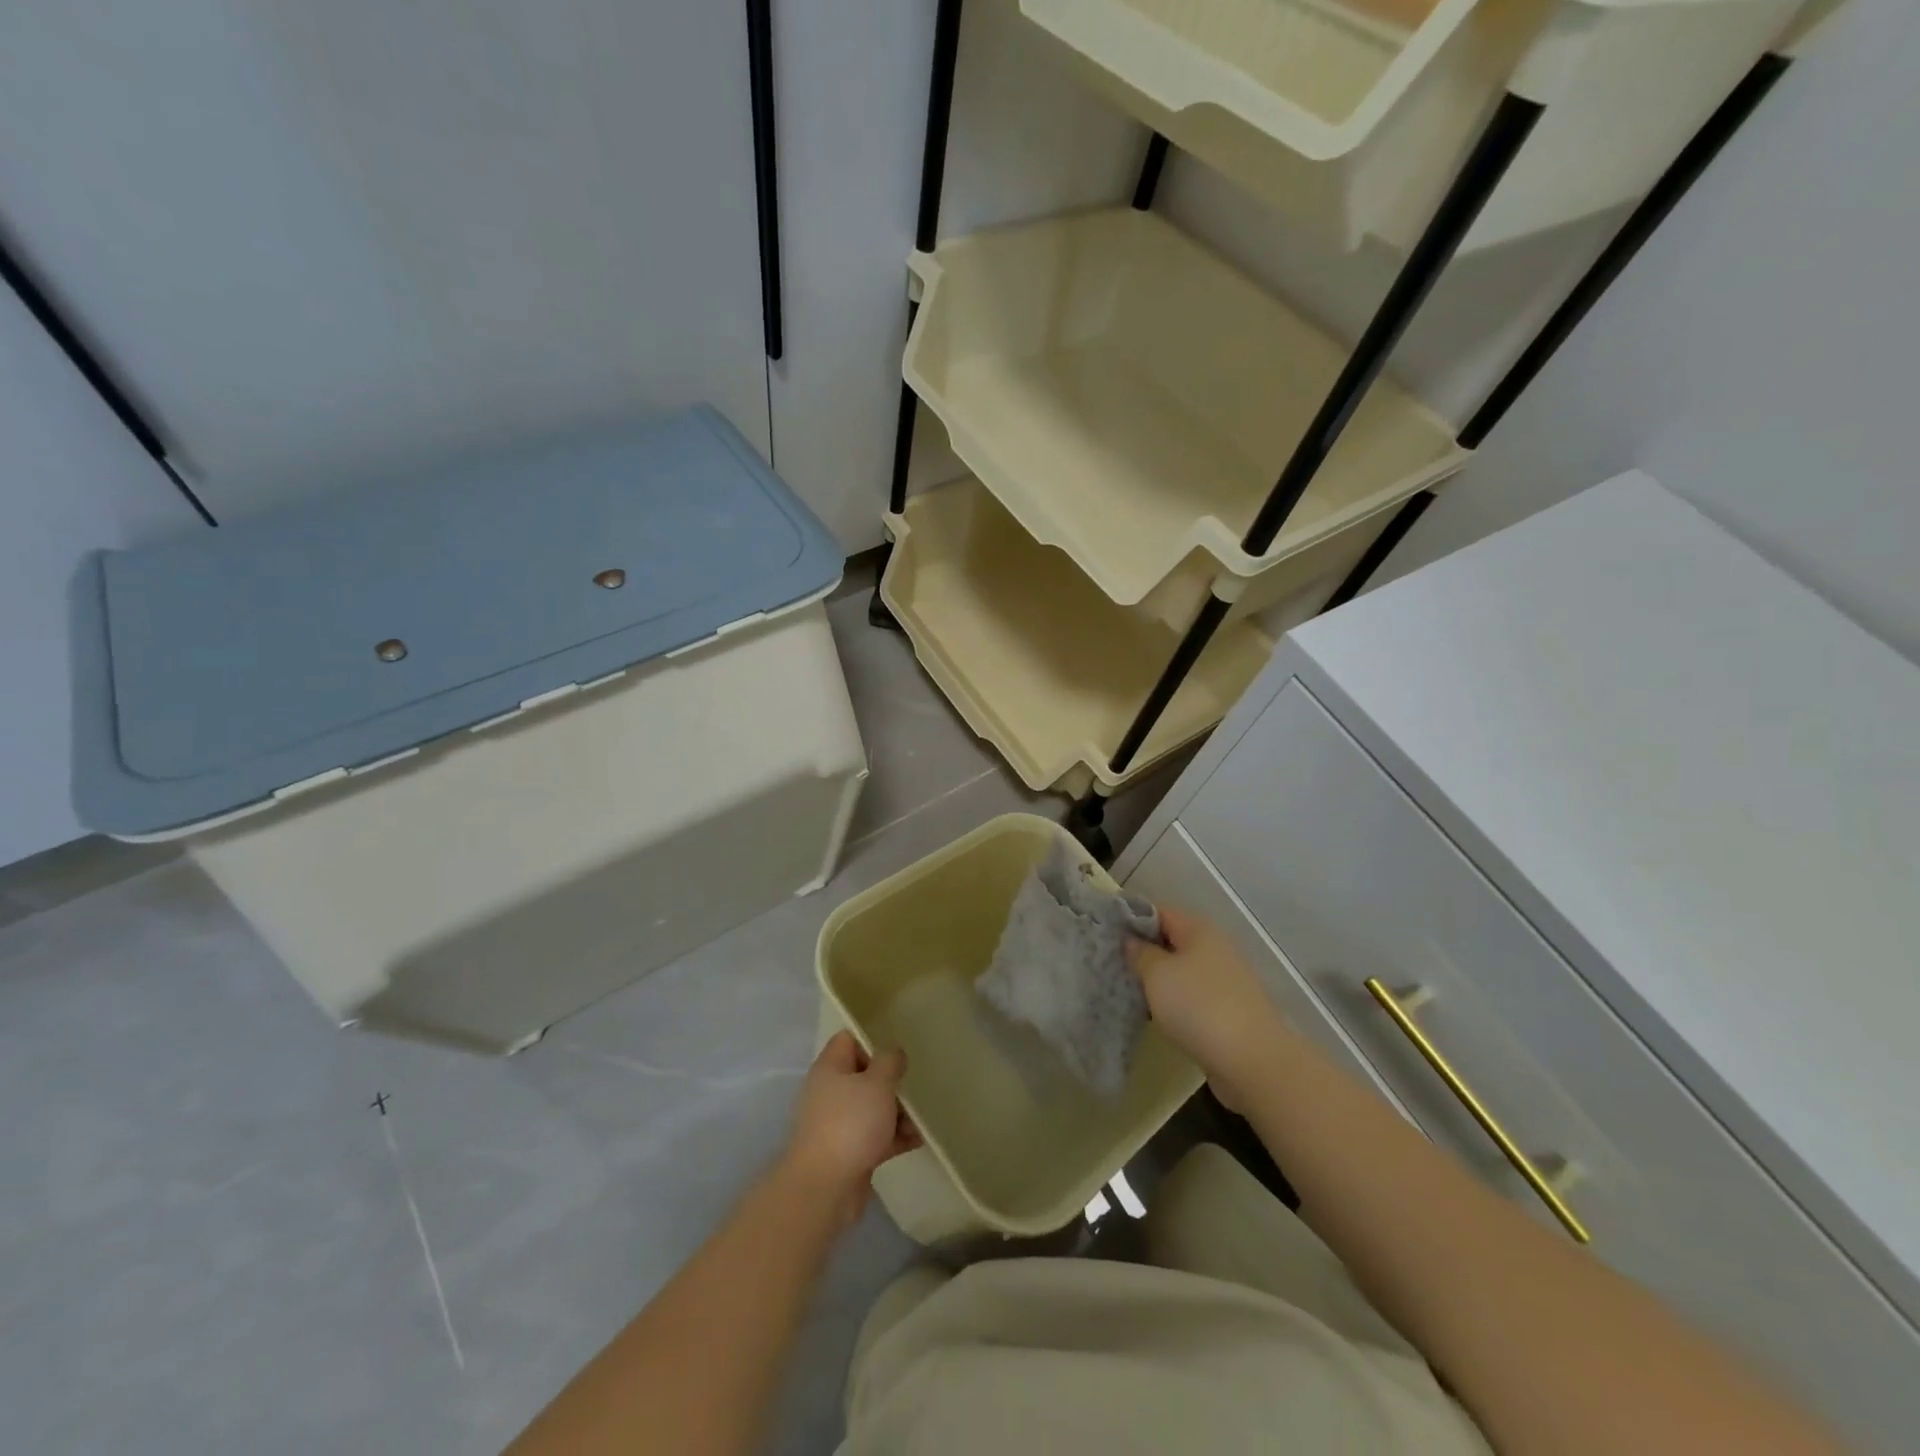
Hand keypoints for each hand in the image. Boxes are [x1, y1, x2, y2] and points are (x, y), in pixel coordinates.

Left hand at [783, 1031, 921, 1228]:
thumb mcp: (877, 1083)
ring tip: (923, 1117)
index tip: (899, 1047)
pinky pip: (875, 1136)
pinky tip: (918, 1139)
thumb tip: (893, 1053)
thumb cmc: (851, 1123)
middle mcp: (830, 1092)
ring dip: (897, 1111)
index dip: (873, 1039)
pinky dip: (894, 1136)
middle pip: (864, 1075)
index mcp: (830, 1068)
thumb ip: (889, 1062)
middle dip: (892, 1081)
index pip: (849, 1039)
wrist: (825, 1188)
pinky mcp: (848, 1152)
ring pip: (872, 1107)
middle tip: (916, 1083)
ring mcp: (838, 1123)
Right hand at [1128, 905, 1288, 1111]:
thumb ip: (1140, 953)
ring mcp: (1225, 980)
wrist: (1252, 1060)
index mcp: (1198, 929)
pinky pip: (1193, 996)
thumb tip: (1132, 940)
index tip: (1105, 932)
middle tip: (1111, 962)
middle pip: (1172, 940)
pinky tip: (1155, 1014)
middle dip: (1143, 950)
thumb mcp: (1157, 974)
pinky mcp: (1229, 1010)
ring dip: (1158, 978)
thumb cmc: (1198, 1006)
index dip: (1131, 918)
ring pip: (1182, 970)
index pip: (1159, 911)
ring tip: (1128, 988)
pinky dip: (1174, 1001)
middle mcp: (1215, 948)